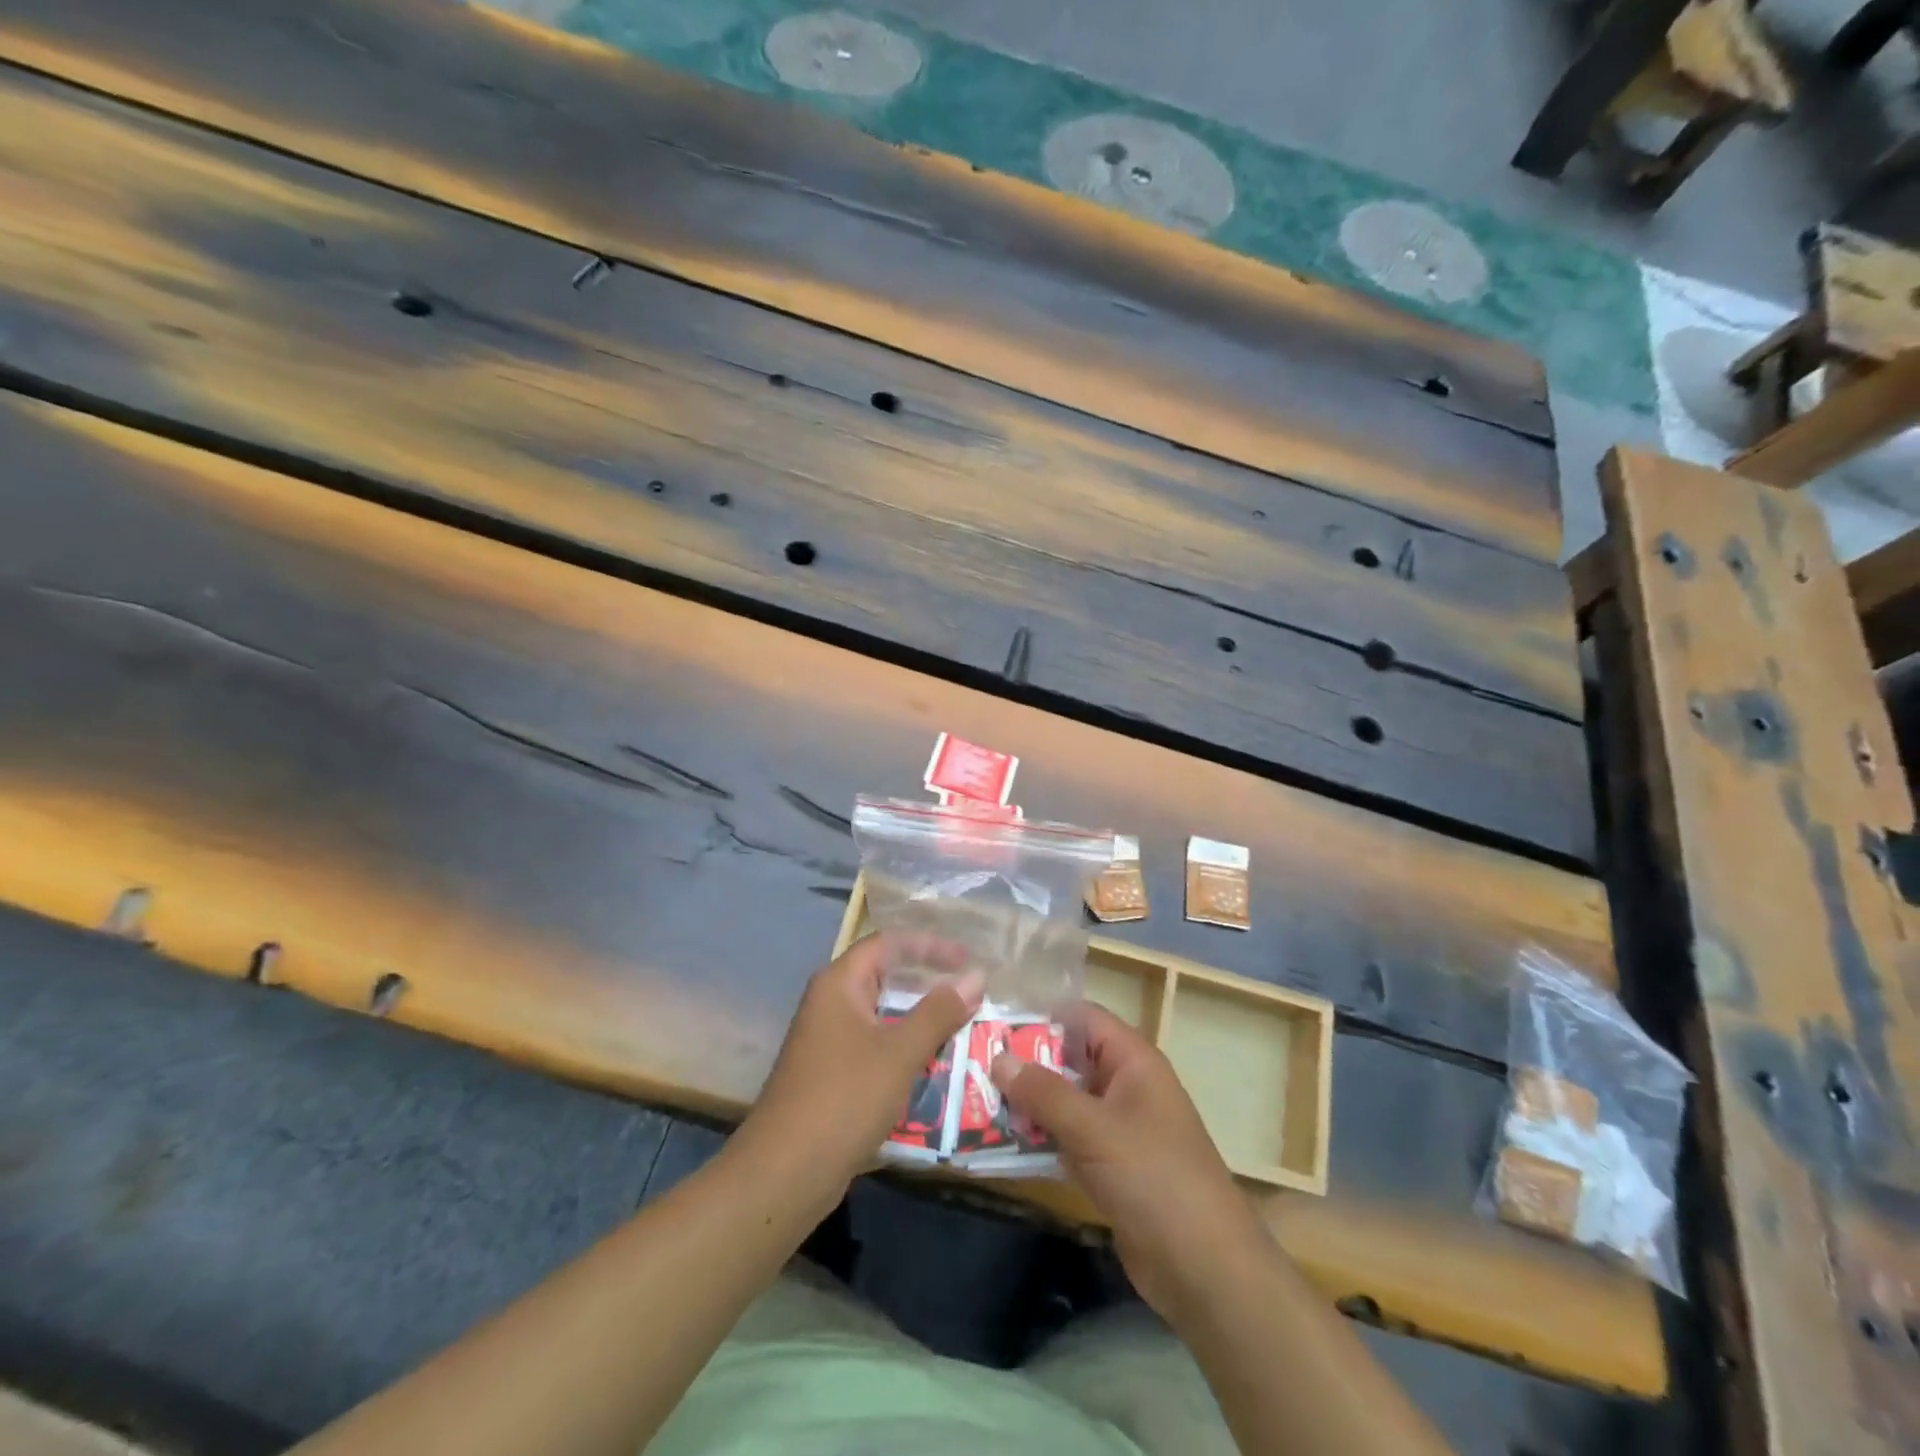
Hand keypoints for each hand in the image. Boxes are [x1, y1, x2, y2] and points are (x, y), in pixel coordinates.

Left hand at [738, 933, 983, 1205]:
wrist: (785, 1173)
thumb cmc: (844, 1098)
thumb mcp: (900, 1052)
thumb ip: (939, 1011)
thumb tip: (976, 976)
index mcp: (838, 984)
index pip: (888, 944)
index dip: (929, 946)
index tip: (967, 960)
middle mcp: (829, 1003)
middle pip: (884, 976)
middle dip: (927, 981)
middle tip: (970, 989)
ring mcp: (827, 1039)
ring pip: (881, 1014)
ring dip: (919, 1017)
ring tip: (961, 1023)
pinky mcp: (831, 1073)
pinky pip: (875, 1044)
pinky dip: (904, 1046)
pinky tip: (932, 1062)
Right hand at [991, 1004, 1269, 1322]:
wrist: (1205, 1270)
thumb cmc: (1155, 1179)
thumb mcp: (1095, 1129)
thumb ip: (1045, 1092)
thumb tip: (998, 1057)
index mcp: (1133, 1062)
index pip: (1083, 1019)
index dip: (1042, 1014)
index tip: (993, 1017)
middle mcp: (1124, 1086)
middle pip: (1068, 1059)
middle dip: (1024, 1061)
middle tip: (971, 1058)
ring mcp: (1116, 1129)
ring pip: (1063, 1102)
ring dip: (1026, 1103)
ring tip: (972, 1095)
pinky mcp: (1108, 1168)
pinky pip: (1065, 1139)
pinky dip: (1037, 1138)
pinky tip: (996, 1140)